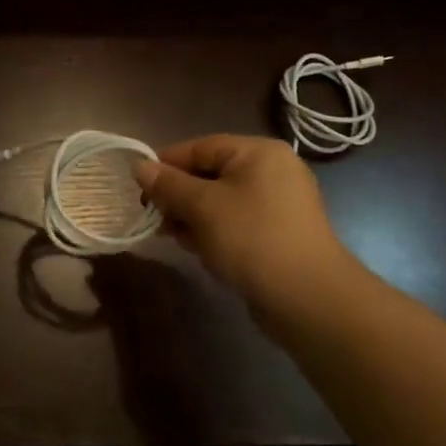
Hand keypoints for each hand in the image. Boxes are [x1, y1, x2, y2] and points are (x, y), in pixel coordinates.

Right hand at [134, 135, 358, 303]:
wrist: (307, 298)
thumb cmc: (251, 238)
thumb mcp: (202, 206)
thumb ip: (167, 184)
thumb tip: (139, 166)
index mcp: (258, 152)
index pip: (200, 147)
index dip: (165, 165)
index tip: (138, 187)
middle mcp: (272, 171)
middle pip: (210, 174)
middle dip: (178, 196)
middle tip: (155, 218)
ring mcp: (278, 204)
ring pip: (220, 202)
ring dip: (193, 218)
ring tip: (175, 238)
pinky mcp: (278, 234)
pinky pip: (236, 223)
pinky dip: (215, 233)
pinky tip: (201, 252)